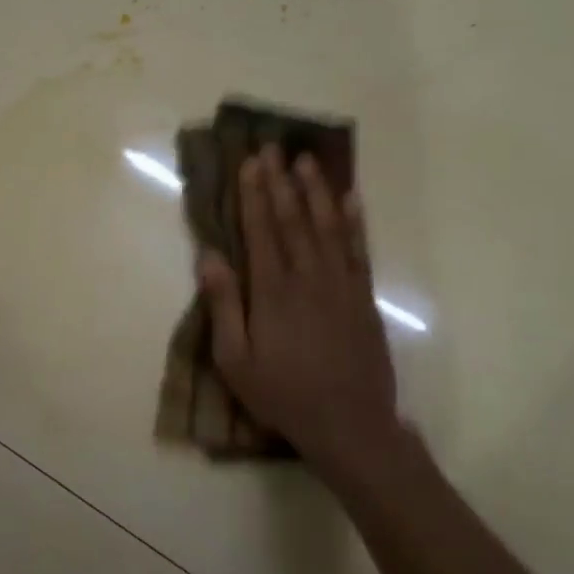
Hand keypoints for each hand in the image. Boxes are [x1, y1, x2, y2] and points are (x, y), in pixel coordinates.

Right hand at [196, 146, 399, 475]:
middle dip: (280, 182)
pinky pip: (359, 250)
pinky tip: (351, 200)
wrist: (350, 425)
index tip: (249, 163)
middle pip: (293, 219)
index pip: (261, 230)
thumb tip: (209, 256)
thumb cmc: (283, 394)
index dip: (254, 195)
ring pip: (327, 226)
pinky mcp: (364, 298)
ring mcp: (341, 285)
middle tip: (273, 148)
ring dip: (316, 191)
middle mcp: (308, 277)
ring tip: (307, 161)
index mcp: (272, 291)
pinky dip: (354, 222)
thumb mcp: (235, 360)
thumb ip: (223, 305)